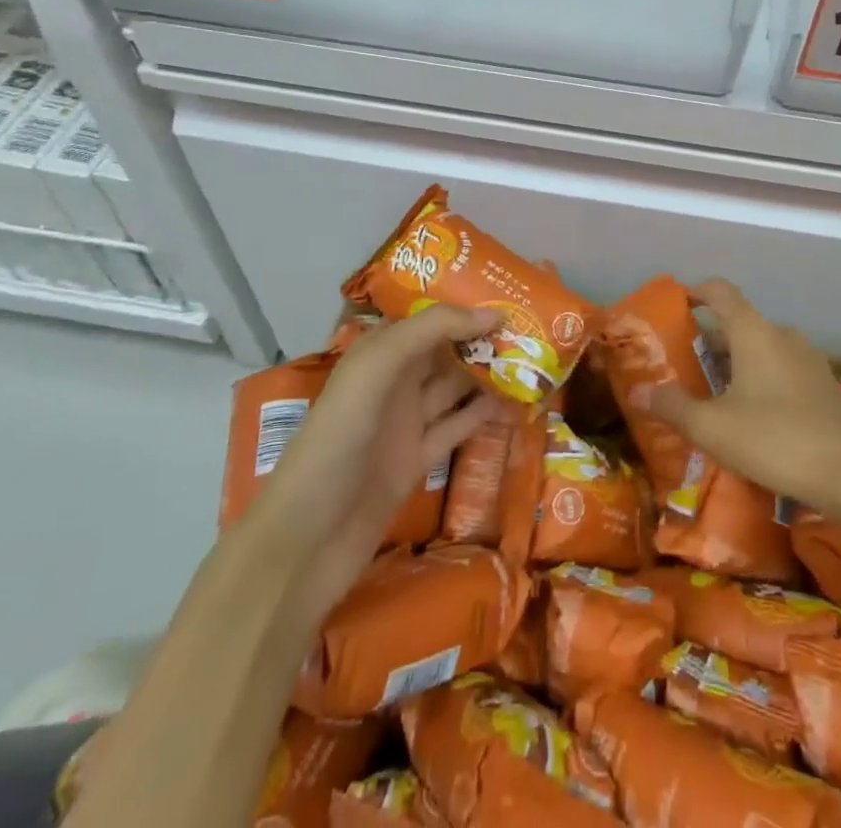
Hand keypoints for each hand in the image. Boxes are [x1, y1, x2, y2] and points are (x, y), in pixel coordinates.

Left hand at [244, 305, 505, 612]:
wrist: (307, 541)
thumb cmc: (337, 440)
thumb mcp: (376, 368)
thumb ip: (431, 330)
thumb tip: (493, 314)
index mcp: (376, 354)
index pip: (428, 318)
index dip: (464, 307)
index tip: (511, 300)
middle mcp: (392, 382)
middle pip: (445, 351)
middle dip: (483, 339)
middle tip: (533, 330)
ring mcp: (405, 423)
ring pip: (456, 388)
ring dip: (490, 374)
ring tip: (534, 361)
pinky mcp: (418, 461)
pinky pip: (458, 428)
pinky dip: (485, 414)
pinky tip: (516, 403)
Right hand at [644, 280, 840, 549]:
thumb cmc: (775, 439)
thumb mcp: (712, 428)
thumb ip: (673, 406)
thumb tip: (638, 392)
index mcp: (753, 332)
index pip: (722, 292)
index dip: (698, 292)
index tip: (680, 303)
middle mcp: (782, 335)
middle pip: (741, 324)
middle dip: (714, 341)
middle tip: (688, 368)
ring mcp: (809, 360)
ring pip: (764, 349)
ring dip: (740, 363)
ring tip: (719, 395)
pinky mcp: (826, 386)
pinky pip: (785, 370)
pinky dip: (765, 380)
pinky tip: (757, 417)